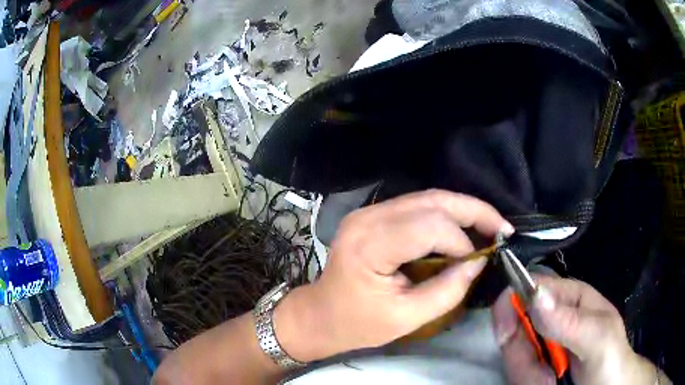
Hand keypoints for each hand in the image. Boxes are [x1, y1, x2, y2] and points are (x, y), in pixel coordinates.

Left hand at [274, 190, 512, 361]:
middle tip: (502, 227)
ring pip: (427, 198)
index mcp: (370, 245)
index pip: (429, 226)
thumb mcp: (407, 318)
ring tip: (490, 225)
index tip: (479, 260)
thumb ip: (447, 290)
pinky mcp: (373, 215)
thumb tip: (478, 261)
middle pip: (432, 201)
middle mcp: (368, 218)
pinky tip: (463, 226)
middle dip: (474, 211)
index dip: (462, 241)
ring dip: (463, 209)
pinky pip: (417, 206)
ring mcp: (368, 212)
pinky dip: (445, 214)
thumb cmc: (358, 323)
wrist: (321, 313)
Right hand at [493, 276, 666, 384]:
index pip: (531, 286)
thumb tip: (534, 295)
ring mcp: (542, 344)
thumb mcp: (598, 339)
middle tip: (544, 377)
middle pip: (516, 325)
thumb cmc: (611, 361)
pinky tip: (547, 384)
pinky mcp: (535, 366)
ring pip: (514, 353)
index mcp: (570, 297)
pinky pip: (517, 372)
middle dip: (524, 356)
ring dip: (528, 375)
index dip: (512, 304)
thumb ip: (571, 320)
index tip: (506, 334)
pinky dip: (528, 381)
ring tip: (552, 383)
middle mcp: (552, 318)